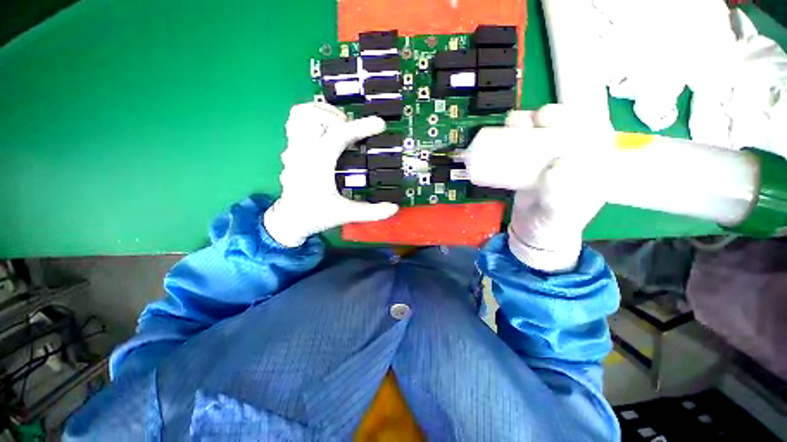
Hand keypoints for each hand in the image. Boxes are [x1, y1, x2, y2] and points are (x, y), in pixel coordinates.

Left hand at [264, 103, 398, 246]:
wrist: (290, 221)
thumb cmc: (315, 216)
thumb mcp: (345, 214)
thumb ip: (371, 212)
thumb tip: (394, 208)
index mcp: (318, 164)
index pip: (339, 134)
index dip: (362, 126)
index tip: (380, 124)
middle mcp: (303, 151)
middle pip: (315, 114)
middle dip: (338, 118)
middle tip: (353, 133)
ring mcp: (294, 148)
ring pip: (301, 113)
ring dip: (322, 114)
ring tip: (339, 128)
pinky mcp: (291, 150)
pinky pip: (296, 122)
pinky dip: (311, 120)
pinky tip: (325, 134)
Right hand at [473, 104, 610, 271]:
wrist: (532, 231)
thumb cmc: (553, 224)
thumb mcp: (559, 214)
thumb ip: (560, 196)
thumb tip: (556, 166)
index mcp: (594, 164)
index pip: (597, 133)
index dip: (582, 120)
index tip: (565, 122)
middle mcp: (573, 155)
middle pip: (567, 126)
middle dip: (553, 116)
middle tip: (537, 119)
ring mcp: (549, 157)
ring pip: (542, 131)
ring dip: (529, 121)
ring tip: (515, 122)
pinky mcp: (529, 162)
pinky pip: (522, 143)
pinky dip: (514, 135)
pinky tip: (507, 130)